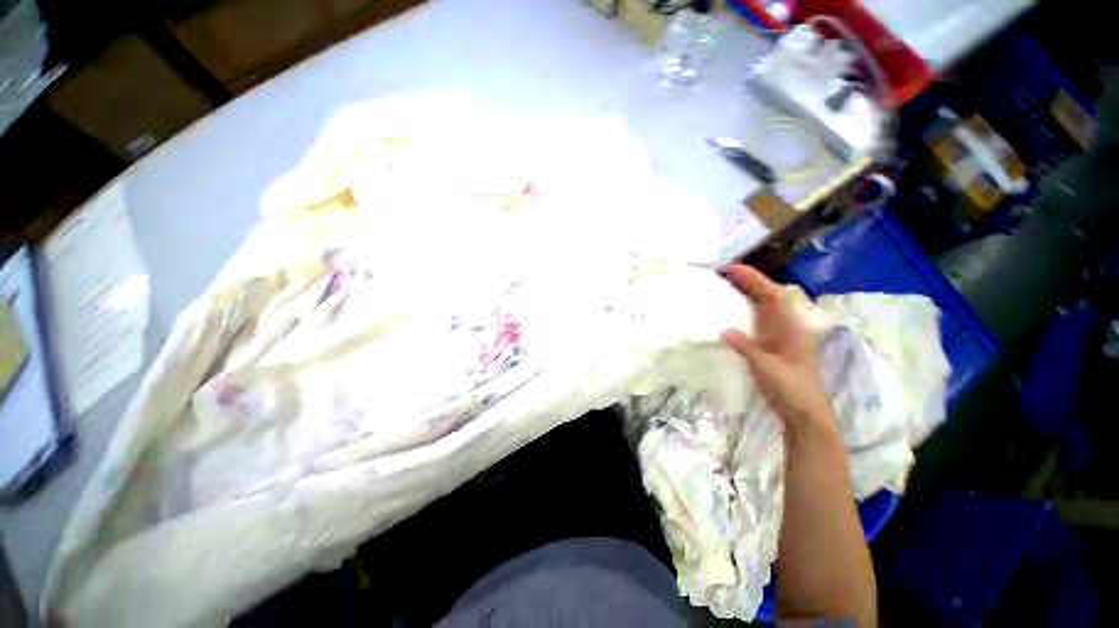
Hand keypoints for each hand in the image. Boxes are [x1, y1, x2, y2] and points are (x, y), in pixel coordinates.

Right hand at [718, 265, 834, 433]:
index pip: (772, 295)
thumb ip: (748, 349)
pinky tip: (728, 308)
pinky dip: (742, 309)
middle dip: (747, 281)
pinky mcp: (769, 343)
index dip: (753, 279)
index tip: (731, 269)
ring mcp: (777, 333)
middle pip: (766, 295)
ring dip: (744, 292)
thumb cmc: (792, 390)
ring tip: (722, 283)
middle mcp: (785, 325)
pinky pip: (755, 319)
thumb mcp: (769, 370)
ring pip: (761, 306)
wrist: (803, 412)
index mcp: (791, 327)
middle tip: (721, 272)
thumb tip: (724, 330)